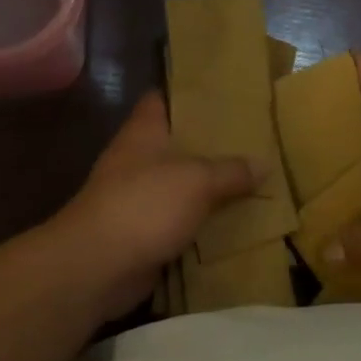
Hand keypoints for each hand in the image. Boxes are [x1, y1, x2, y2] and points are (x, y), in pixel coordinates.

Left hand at [49, 91, 258, 317]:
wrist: (96, 267)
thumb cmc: (144, 205)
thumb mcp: (197, 180)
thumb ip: (231, 171)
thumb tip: (264, 163)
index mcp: (143, 132)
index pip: (162, 99)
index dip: (189, 94)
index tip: (223, 94)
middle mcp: (138, 160)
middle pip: (177, 144)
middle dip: (211, 144)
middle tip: (253, 140)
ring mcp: (137, 198)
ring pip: (181, 185)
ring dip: (210, 188)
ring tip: (253, 180)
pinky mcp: (142, 233)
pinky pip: (180, 222)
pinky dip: (202, 224)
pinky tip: (235, 223)